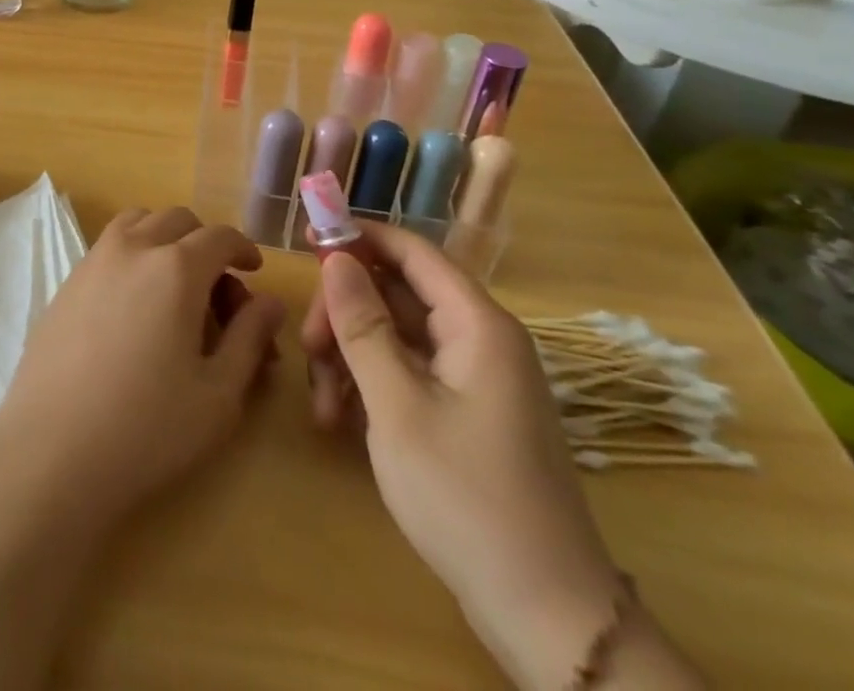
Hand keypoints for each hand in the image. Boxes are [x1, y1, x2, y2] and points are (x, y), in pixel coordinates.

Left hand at [0, 207, 285, 527]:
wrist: (52, 449)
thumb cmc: (147, 428)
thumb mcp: (218, 394)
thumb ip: (249, 339)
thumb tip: (269, 302)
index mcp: (176, 268)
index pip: (219, 237)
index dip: (243, 249)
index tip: (254, 272)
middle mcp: (133, 248)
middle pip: (177, 220)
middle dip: (205, 244)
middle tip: (217, 293)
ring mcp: (93, 261)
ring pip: (137, 223)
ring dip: (164, 239)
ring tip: (175, 287)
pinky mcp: (66, 282)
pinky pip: (108, 247)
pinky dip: (132, 254)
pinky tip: (134, 306)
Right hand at [302, 224, 622, 689]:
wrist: (547, 618)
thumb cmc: (467, 498)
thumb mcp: (398, 407)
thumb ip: (363, 326)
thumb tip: (337, 258)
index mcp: (477, 325)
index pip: (412, 251)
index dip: (359, 236)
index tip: (306, 238)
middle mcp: (479, 340)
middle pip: (396, 294)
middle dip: (345, 314)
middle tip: (307, 349)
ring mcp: (473, 379)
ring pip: (394, 336)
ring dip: (350, 357)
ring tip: (320, 404)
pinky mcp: (465, 413)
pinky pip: (407, 374)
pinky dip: (370, 387)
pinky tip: (338, 421)